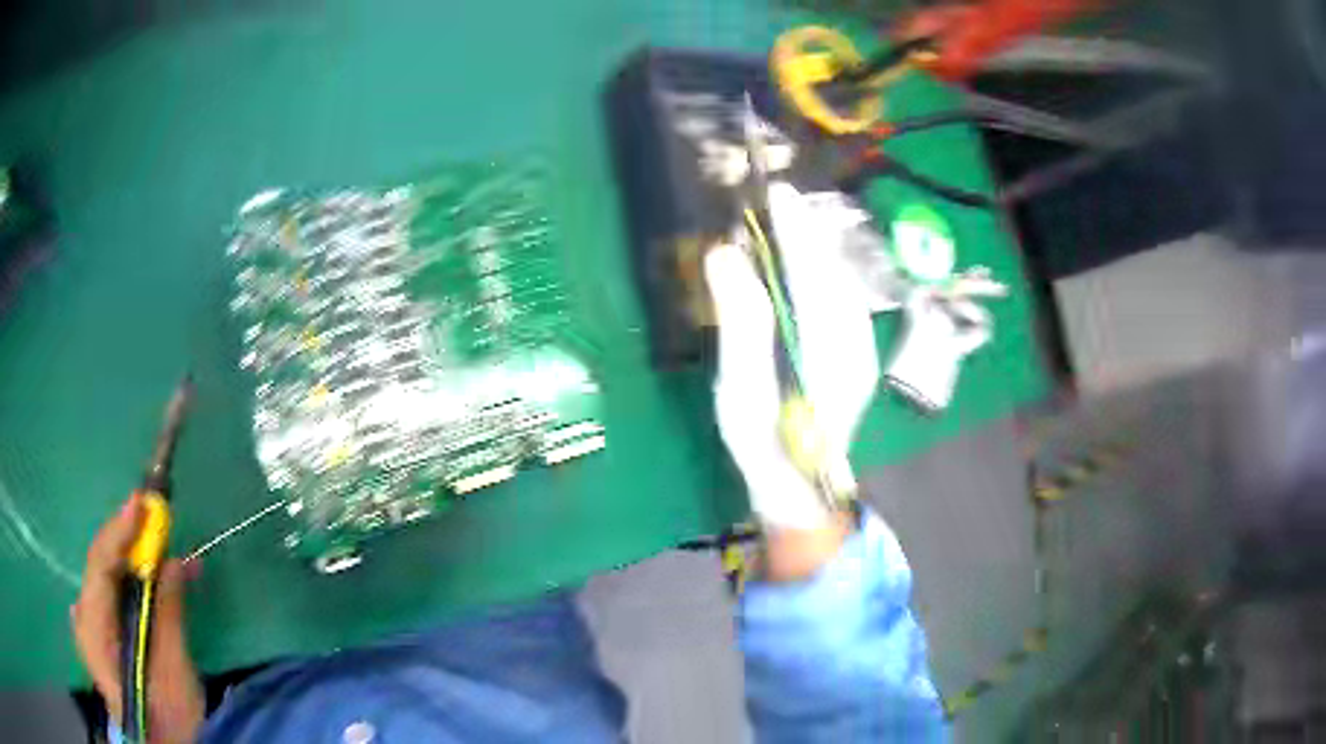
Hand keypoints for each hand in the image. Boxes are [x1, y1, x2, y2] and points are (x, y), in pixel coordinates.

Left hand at [72, 495, 204, 743]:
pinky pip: (114, 596)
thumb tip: (174, 561)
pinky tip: (157, 583)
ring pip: (110, 581)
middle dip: (132, 544)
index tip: (144, 502)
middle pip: (103, 567)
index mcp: (92, 627)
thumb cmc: (167, 718)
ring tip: (171, 558)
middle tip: (160, 523)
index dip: (120, 529)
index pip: (100, 563)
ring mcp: (90, 626)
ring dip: (138, 566)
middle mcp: (84, 617)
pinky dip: (135, 586)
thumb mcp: (172, 671)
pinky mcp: (101, 635)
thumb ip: (168, 613)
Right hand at [705, 181, 879, 552]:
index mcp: (828, 348)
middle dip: (809, 232)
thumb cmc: (764, 444)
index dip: (796, 230)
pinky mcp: (855, 358)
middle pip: (833, 272)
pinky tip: (808, 265)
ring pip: (842, 285)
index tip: (778, 194)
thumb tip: (725, 253)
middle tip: (781, 197)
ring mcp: (860, 351)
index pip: (813, 273)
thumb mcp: (741, 388)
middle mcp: (854, 342)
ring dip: (818, 250)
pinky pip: (842, 301)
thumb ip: (740, 320)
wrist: (800, 490)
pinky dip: (824, 274)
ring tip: (792, 220)